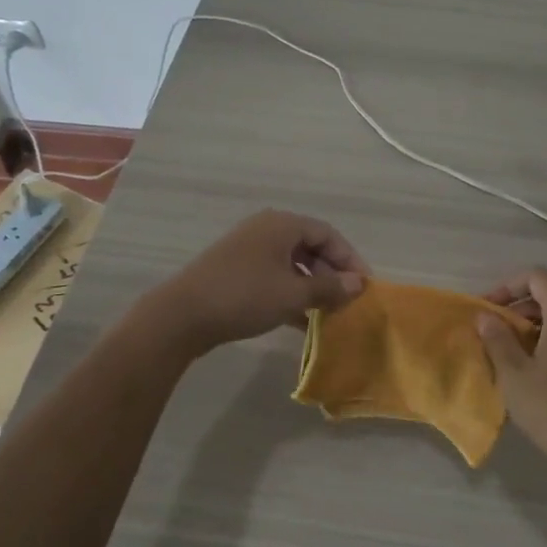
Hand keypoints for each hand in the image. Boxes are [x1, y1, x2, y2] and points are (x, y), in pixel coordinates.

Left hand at [149, 209, 369, 352]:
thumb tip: (358, 284)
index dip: (350, 259)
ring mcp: (248, 250)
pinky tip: (302, 322)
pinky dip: (291, 294)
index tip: (364, 286)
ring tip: (328, 314)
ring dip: (312, 287)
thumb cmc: (244, 296)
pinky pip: (274, 277)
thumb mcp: (293, 294)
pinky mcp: (235, 271)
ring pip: (292, 265)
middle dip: (331, 275)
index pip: (328, 234)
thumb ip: (329, 287)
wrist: (182, 315)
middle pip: (310, 247)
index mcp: (282, 224)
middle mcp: (266, 230)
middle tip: (347, 301)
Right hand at [476, 268, 546, 493]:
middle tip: (493, 334)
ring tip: (511, 355)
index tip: (487, 310)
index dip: (507, 286)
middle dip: (518, 310)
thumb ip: (497, 340)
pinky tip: (537, 372)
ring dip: (535, 328)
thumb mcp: (515, 376)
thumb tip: (485, 317)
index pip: (537, 277)